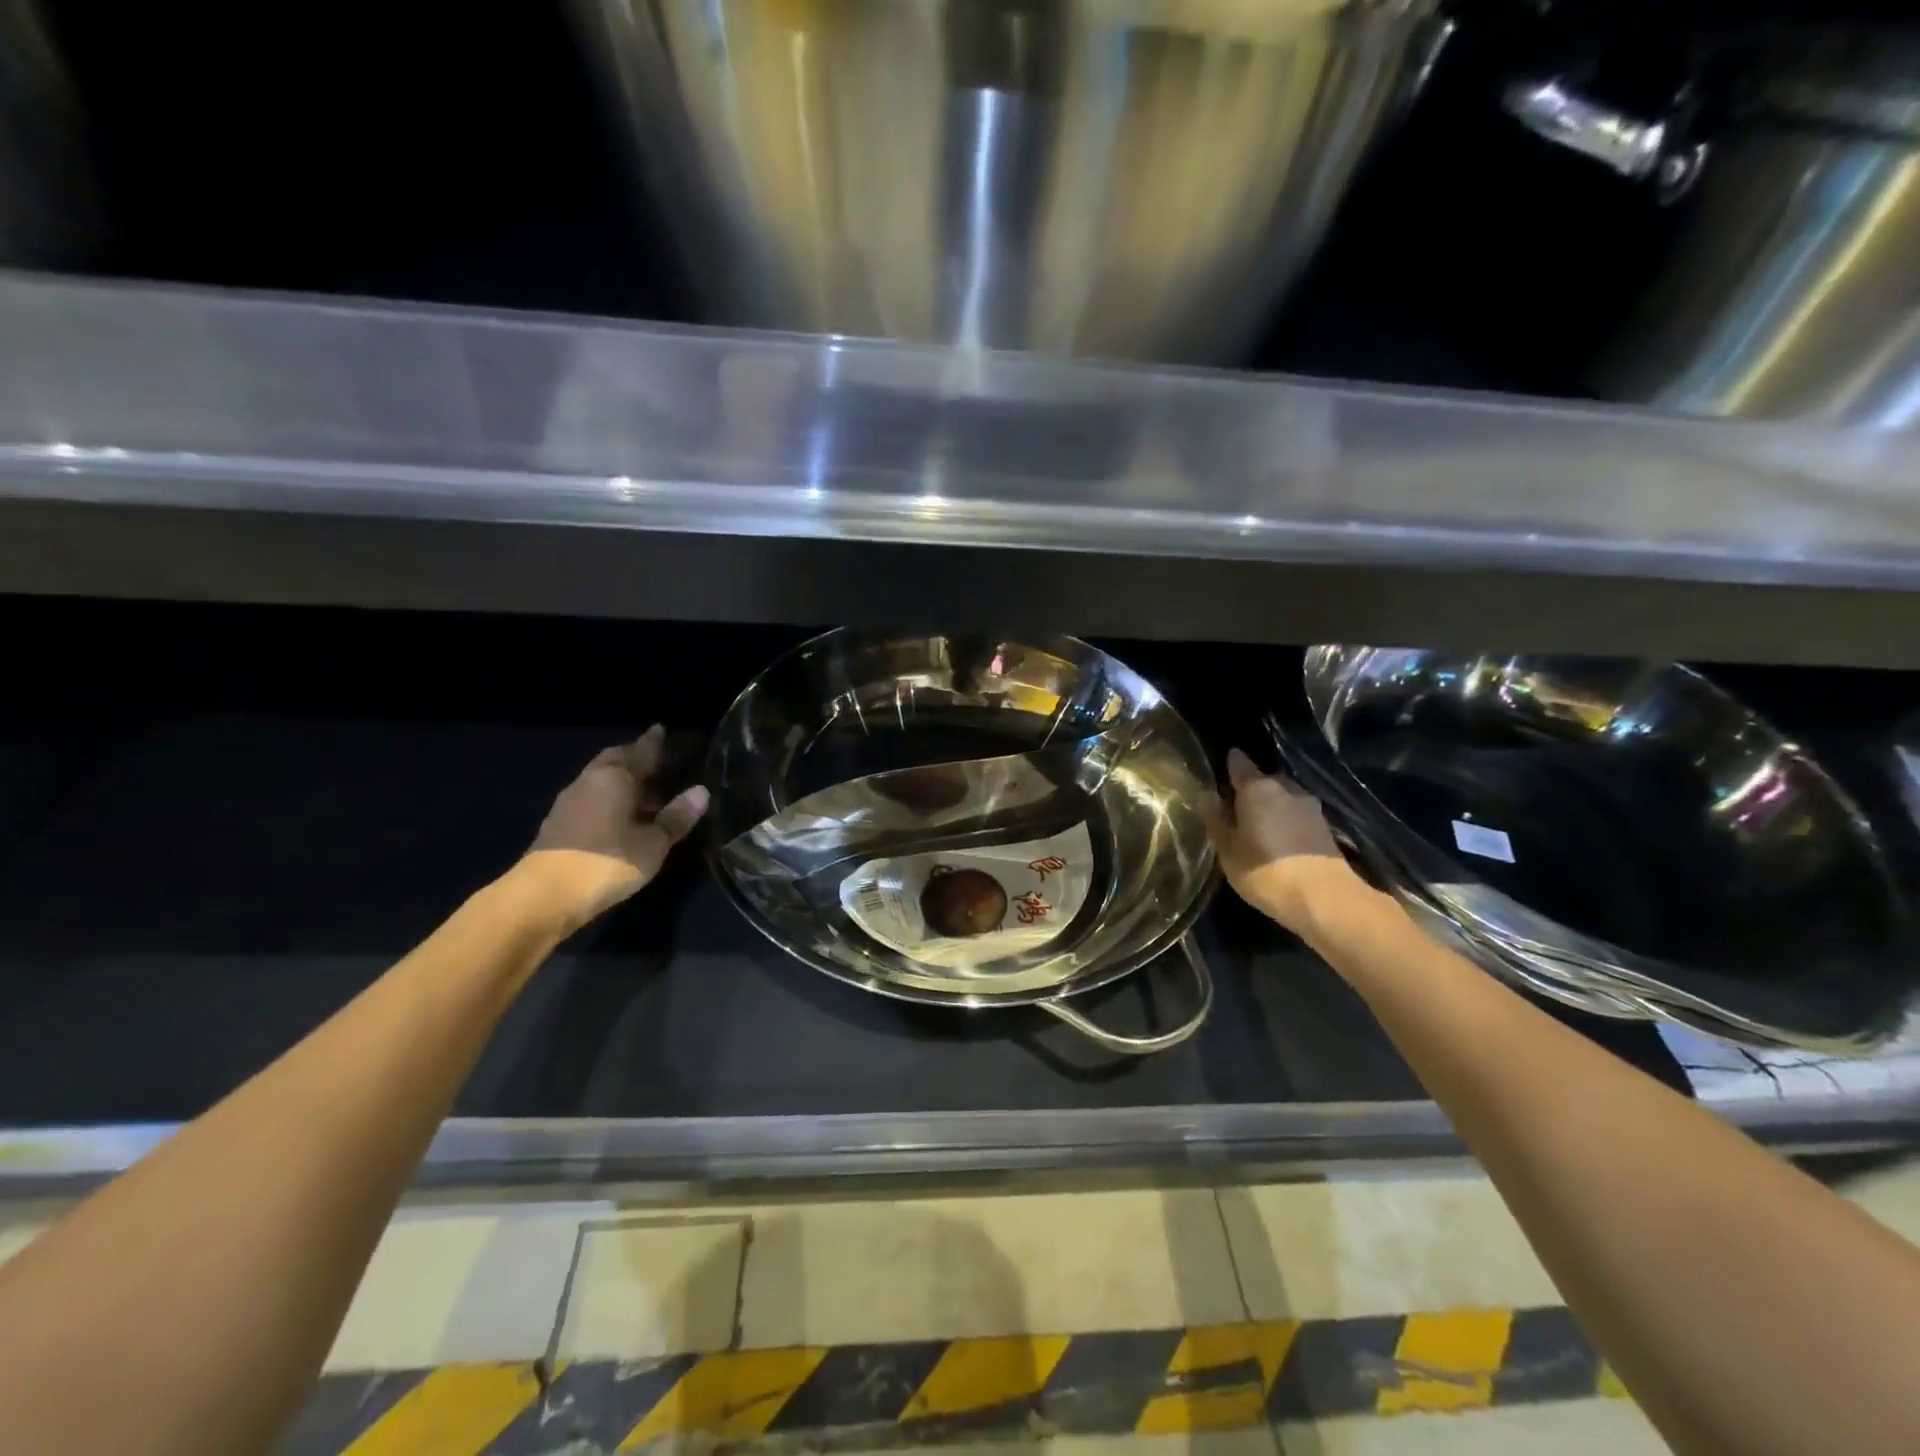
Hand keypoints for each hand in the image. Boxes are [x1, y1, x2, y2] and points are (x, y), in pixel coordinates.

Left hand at [522, 725, 709, 930]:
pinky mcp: (559, 823)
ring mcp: (570, 801)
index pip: (640, 751)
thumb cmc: (608, 861)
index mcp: (615, 777)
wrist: (545, 895)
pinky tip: (620, 814)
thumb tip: (701, 791)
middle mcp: (590, 780)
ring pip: (600, 778)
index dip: (653, 742)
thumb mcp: (653, 843)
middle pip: (615, 759)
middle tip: (656, 760)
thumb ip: (677, 817)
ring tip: (644, 791)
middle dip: (634, 756)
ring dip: (621, 779)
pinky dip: (608, 797)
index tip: (662, 729)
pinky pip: (590, 797)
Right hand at [1203, 747, 1366, 936]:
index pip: (1239, 764)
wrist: (1324, 899)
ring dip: (1270, 806)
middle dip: (1250, 790)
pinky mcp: (1325, 826)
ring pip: (1282, 797)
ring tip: (1257, 827)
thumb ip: (1215, 819)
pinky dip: (1285, 820)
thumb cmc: (1266, 871)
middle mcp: (1285, 788)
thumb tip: (1205, 794)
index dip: (1229, 765)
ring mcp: (1309, 806)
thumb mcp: (1228, 849)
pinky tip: (1278, 840)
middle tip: (1234, 810)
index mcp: (1257, 789)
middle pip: (1263, 780)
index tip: (1220, 772)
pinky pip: (1296, 814)